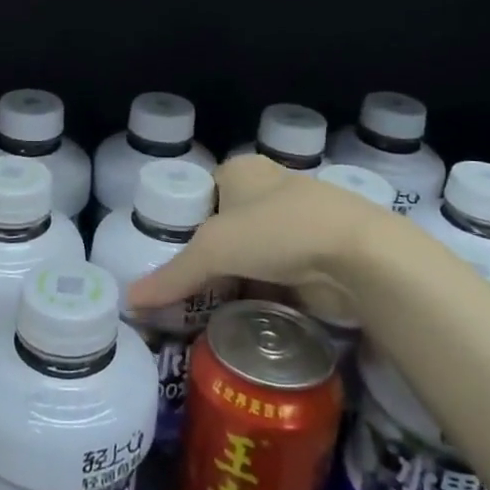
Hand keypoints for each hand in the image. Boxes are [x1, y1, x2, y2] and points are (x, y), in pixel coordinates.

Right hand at [126, 156, 389, 313]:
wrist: (360, 256)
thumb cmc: (278, 231)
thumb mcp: (214, 250)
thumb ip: (172, 276)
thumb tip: (129, 301)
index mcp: (243, 171)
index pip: (201, 195)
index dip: (182, 225)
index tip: (165, 261)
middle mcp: (269, 191)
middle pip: (226, 228)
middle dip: (208, 260)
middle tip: (180, 294)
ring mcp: (297, 225)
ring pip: (253, 255)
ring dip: (236, 281)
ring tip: (204, 313)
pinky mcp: (317, 258)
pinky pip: (277, 277)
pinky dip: (262, 295)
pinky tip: (243, 318)